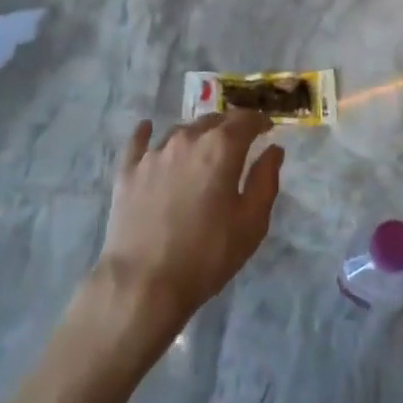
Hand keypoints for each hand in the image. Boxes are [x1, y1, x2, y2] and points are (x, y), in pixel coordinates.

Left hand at [94, 111, 283, 335]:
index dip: (259, 121)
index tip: (267, 128)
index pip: (245, 120)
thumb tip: (274, 150)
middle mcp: (187, 139)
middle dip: (229, 127)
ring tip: (202, 149)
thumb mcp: (251, 223)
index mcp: (221, 148)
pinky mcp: (128, 171)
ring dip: (196, 135)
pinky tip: (147, 129)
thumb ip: (265, 180)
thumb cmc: (207, 255)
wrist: (143, 283)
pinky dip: (146, 133)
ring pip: (180, 131)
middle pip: (212, 121)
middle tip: (238, 142)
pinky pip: (138, 142)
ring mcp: (154, 153)